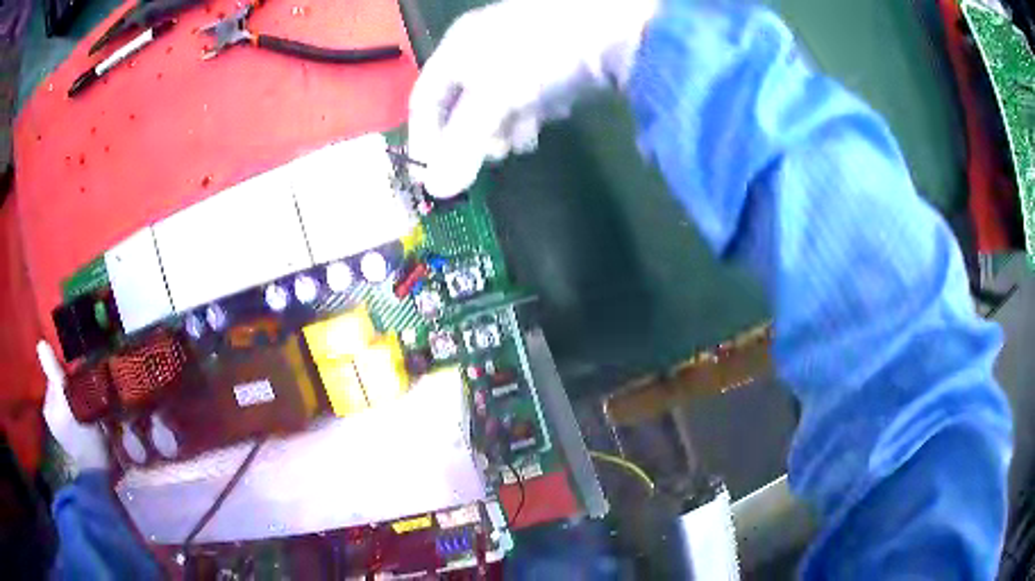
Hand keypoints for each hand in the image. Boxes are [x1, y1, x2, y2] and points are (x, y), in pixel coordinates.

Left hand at [38, 341, 108, 471]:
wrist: (100, 473)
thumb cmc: (84, 437)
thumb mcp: (68, 401)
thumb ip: (54, 373)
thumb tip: (40, 343)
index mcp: (48, 407)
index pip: (55, 378)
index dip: (66, 373)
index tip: (80, 373)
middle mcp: (52, 416)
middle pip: (62, 388)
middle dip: (72, 385)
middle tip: (87, 388)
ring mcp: (63, 429)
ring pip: (69, 400)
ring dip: (78, 396)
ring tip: (91, 401)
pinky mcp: (75, 437)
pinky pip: (75, 413)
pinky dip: (81, 410)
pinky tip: (90, 415)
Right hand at [408, 0, 657, 197]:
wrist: (612, 26)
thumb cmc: (538, 56)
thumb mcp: (493, 99)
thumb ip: (463, 144)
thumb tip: (438, 190)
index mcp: (456, 47)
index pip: (424, 100)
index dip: (425, 139)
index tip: (435, 176)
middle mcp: (481, 45)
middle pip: (462, 103)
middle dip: (475, 134)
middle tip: (494, 154)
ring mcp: (518, 48)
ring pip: (498, 100)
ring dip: (508, 125)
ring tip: (527, 136)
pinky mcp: (552, 56)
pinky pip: (529, 91)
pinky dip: (535, 108)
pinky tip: (553, 110)